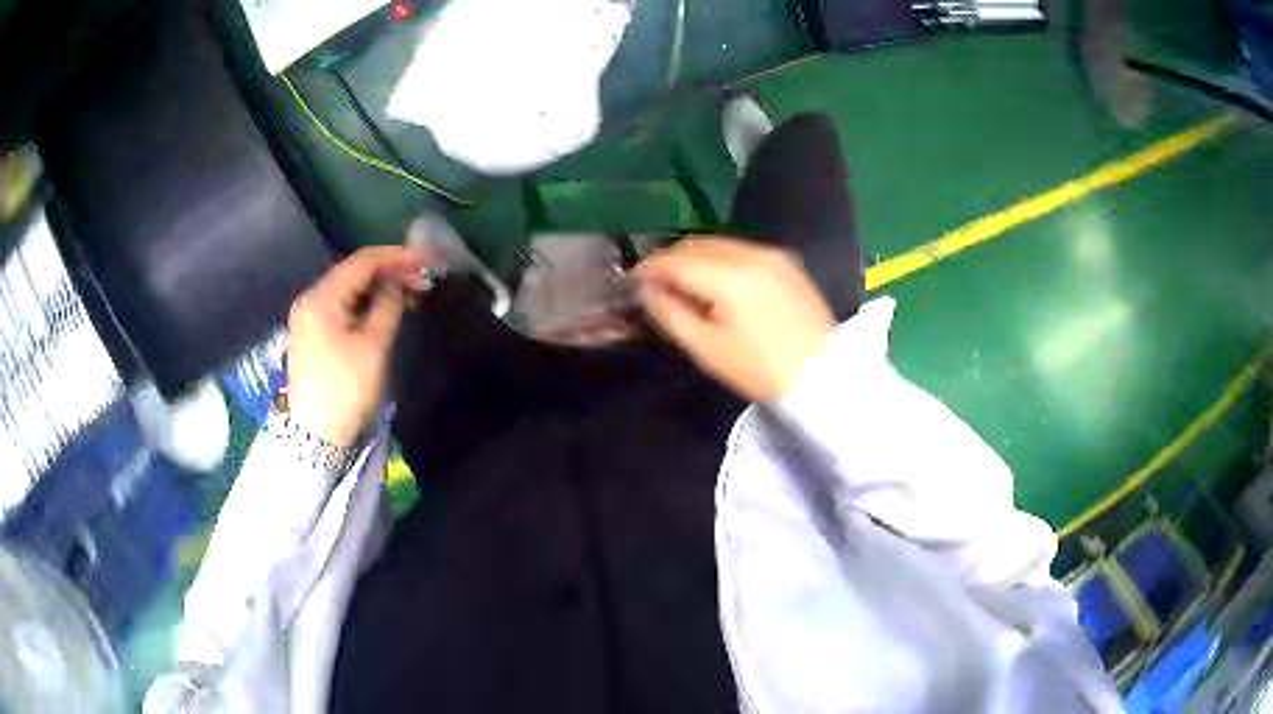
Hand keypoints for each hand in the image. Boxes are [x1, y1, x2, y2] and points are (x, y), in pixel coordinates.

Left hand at [286, 246, 430, 445]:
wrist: (318, 434)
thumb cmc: (346, 389)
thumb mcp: (372, 346)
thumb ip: (387, 306)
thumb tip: (397, 284)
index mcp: (321, 298)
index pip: (363, 261)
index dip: (398, 256)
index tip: (429, 260)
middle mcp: (312, 299)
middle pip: (355, 272)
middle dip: (391, 270)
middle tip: (425, 278)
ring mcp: (311, 315)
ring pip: (351, 289)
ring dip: (381, 286)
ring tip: (413, 291)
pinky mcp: (315, 331)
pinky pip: (344, 305)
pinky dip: (367, 302)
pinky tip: (389, 306)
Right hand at [634, 237, 835, 401]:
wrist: (823, 374)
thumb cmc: (760, 369)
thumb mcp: (706, 349)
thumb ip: (670, 313)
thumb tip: (648, 289)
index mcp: (729, 276)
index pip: (675, 259)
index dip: (648, 268)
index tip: (633, 282)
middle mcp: (751, 253)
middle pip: (696, 244)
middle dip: (670, 259)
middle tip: (653, 283)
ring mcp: (772, 254)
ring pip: (719, 244)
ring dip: (694, 257)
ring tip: (682, 283)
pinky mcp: (786, 261)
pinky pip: (742, 251)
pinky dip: (720, 259)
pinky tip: (716, 282)